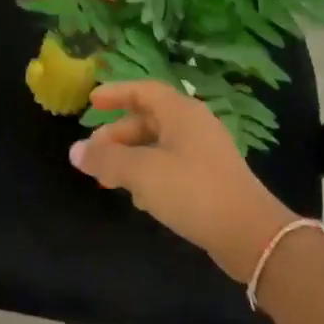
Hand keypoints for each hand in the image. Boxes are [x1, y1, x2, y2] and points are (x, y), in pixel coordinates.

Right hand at [68, 81, 296, 281]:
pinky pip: (172, 167)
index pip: (144, 91)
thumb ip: (106, 159)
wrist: (248, 233)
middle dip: (118, 135)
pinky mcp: (210, 180)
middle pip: (149, 120)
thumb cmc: (191, 190)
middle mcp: (195, 126)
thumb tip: (75, 151)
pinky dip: (150, 175)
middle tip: (94, 155)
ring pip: (159, 146)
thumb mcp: (141, 172)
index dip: (116, 93)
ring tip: (109, 181)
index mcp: (182, 113)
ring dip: (131, 159)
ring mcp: (205, 154)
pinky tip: (140, 199)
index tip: (91, 102)